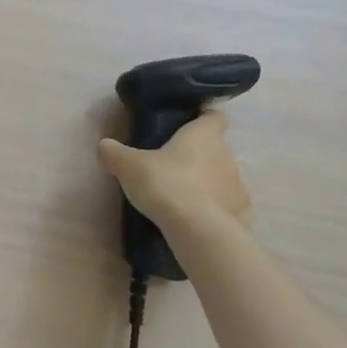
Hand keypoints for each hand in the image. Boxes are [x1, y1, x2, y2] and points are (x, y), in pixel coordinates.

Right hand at [97, 111, 251, 231]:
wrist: (197, 230)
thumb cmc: (164, 184)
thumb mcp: (128, 165)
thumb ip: (114, 152)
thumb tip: (104, 145)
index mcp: (203, 136)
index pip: (214, 116)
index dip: (204, 118)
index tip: (189, 124)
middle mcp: (226, 156)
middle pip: (216, 149)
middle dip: (199, 156)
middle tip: (172, 167)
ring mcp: (238, 187)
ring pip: (223, 179)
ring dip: (208, 184)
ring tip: (183, 198)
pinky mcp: (242, 215)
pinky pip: (228, 207)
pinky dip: (216, 211)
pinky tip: (197, 221)